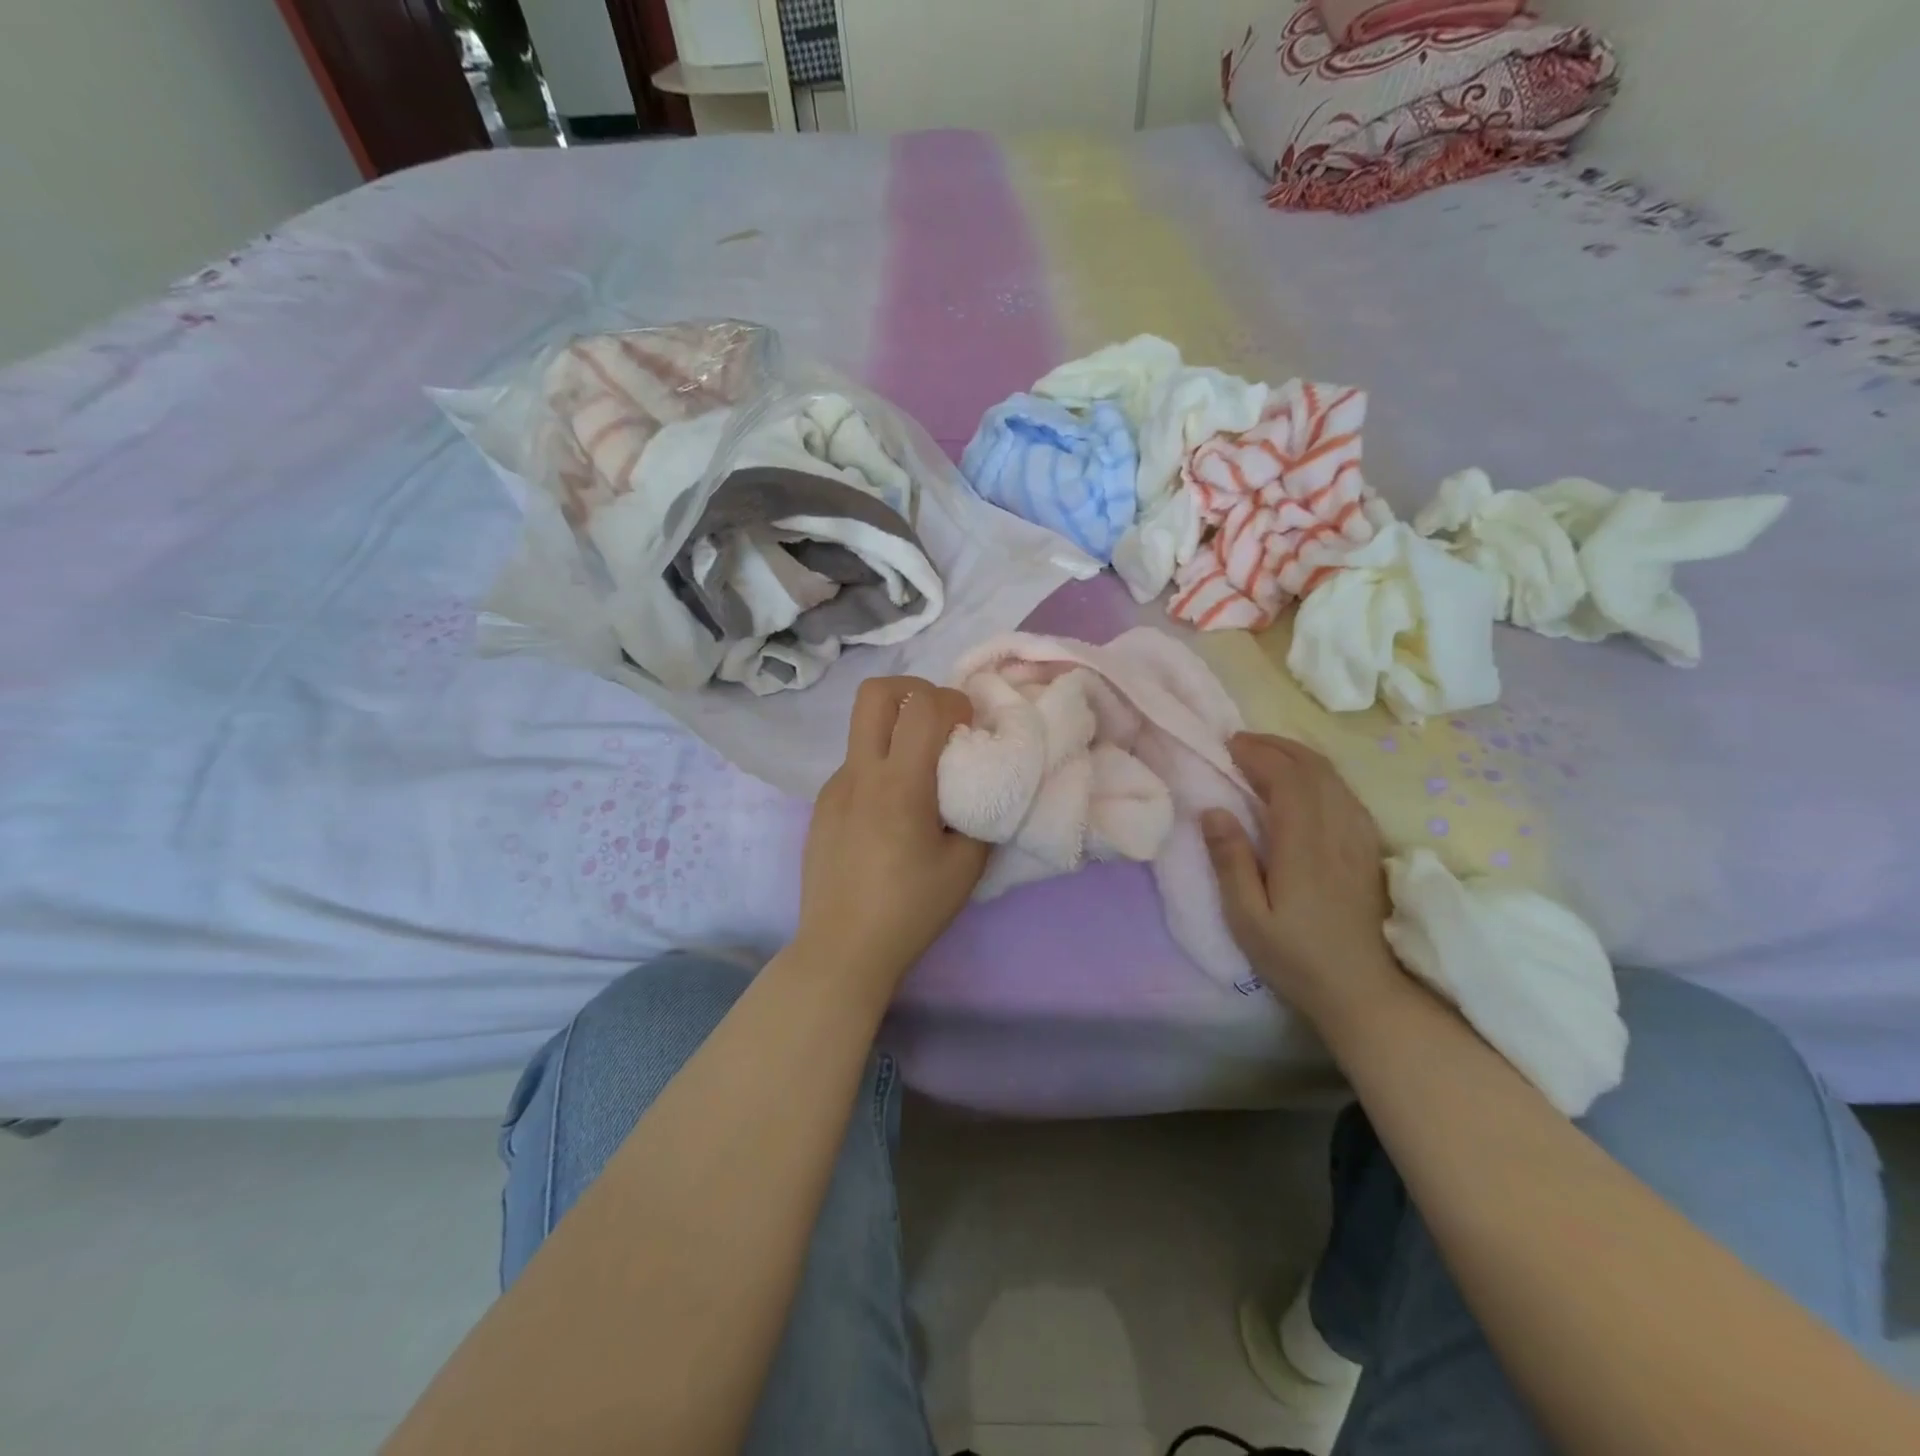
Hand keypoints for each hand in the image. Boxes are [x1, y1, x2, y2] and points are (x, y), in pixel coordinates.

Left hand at [796, 676, 990, 993]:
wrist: (841, 949)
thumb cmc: (910, 910)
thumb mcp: (965, 866)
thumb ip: (980, 814)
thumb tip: (981, 784)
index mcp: (899, 785)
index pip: (923, 706)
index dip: (954, 701)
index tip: (969, 729)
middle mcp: (859, 774)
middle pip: (874, 693)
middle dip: (912, 690)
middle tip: (938, 721)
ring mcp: (833, 787)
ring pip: (863, 730)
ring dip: (895, 732)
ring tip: (917, 778)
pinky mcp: (821, 806)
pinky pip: (855, 767)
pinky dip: (879, 768)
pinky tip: (890, 814)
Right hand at [1201, 734, 1405, 1026]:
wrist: (1365, 992)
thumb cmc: (1297, 958)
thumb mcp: (1248, 918)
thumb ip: (1230, 861)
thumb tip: (1213, 811)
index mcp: (1304, 845)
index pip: (1286, 779)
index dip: (1258, 754)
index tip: (1229, 745)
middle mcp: (1337, 831)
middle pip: (1313, 768)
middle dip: (1276, 746)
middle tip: (1242, 742)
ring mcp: (1359, 839)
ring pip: (1334, 777)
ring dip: (1299, 756)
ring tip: (1267, 755)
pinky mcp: (1369, 849)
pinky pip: (1346, 794)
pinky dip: (1320, 775)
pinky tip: (1304, 784)